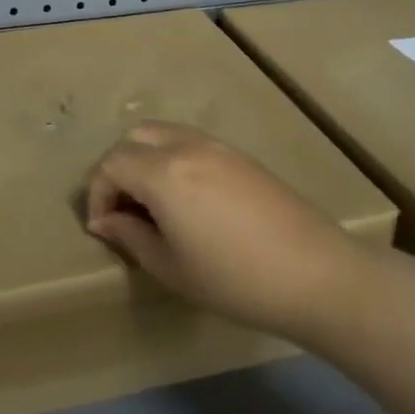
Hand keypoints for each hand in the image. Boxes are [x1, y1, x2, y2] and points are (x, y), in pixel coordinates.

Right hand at [85, 121, 361, 342]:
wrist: (316, 274)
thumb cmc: (235, 279)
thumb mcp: (171, 267)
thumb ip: (131, 236)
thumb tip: (104, 220)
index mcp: (163, 172)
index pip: (111, 164)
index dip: (97, 193)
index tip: (103, 227)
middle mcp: (185, 146)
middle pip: (134, 137)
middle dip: (118, 168)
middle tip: (123, 209)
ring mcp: (216, 146)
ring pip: (163, 134)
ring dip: (145, 159)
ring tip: (152, 204)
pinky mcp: (239, 155)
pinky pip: (190, 142)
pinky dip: (172, 159)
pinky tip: (186, 199)